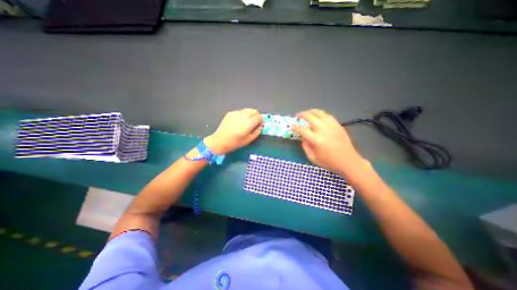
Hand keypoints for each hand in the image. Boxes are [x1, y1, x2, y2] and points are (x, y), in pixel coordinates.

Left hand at [205, 107, 262, 153]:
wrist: (220, 141)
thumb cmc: (235, 142)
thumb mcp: (249, 140)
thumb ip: (257, 131)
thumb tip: (260, 126)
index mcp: (248, 123)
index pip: (259, 116)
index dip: (261, 121)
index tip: (259, 125)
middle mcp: (243, 115)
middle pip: (254, 111)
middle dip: (256, 116)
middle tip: (255, 123)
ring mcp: (236, 113)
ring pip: (247, 110)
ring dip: (250, 115)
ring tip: (247, 122)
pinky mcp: (230, 113)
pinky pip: (240, 111)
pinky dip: (243, 115)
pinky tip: (239, 122)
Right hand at [290, 109, 366, 174]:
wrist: (348, 161)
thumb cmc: (329, 162)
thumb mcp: (313, 158)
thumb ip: (305, 146)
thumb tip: (303, 137)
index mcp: (316, 140)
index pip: (303, 130)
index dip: (295, 127)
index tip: (292, 126)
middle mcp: (323, 130)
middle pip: (310, 117)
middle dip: (302, 115)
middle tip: (298, 116)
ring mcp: (332, 126)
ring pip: (319, 113)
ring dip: (311, 111)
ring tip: (307, 113)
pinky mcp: (338, 125)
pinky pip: (328, 115)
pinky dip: (321, 114)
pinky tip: (318, 116)